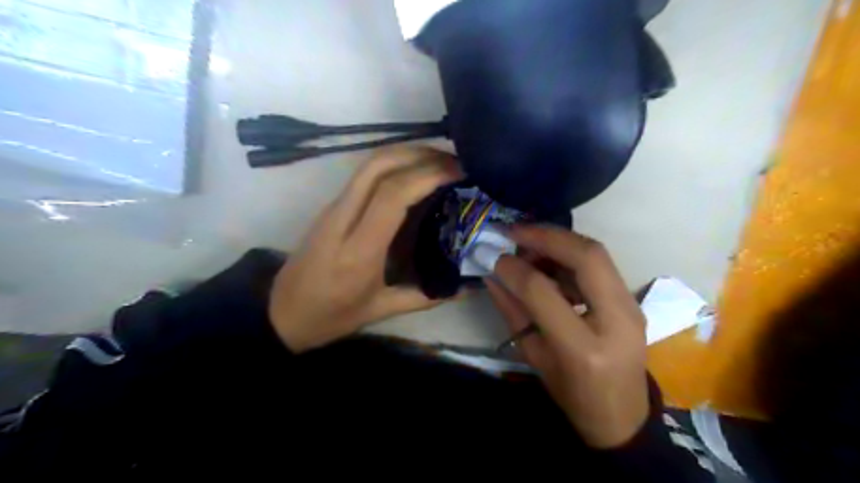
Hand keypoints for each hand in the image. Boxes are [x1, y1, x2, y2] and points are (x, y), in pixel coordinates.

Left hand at [273, 146, 466, 353]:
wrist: (280, 313)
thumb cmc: (330, 316)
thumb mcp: (380, 311)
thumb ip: (426, 297)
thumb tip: (466, 287)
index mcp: (358, 250)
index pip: (392, 195)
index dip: (428, 175)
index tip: (459, 172)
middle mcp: (342, 219)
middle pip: (378, 166)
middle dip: (420, 155)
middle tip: (454, 161)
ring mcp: (333, 209)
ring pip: (369, 164)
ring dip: (406, 154)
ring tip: (440, 161)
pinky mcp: (331, 207)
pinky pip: (364, 175)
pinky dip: (394, 164)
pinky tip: (414, 174)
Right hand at [487, 226, 647, 449]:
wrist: (623, 416)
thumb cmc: (573, 395)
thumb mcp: (534, 358)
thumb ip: (513, 312)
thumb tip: (492, 275)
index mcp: (584, 349)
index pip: (545, 293)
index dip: (516, 270)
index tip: (495, 257)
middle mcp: (617, 321)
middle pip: (587, 256)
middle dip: (546, 235)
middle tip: (514, 231)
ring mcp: (631, 307)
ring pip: (596, 253)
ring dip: (558, 241)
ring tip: (528, 245)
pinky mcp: (632, 300)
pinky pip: (600, 264)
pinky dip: (570, 253)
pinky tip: (549, 260)